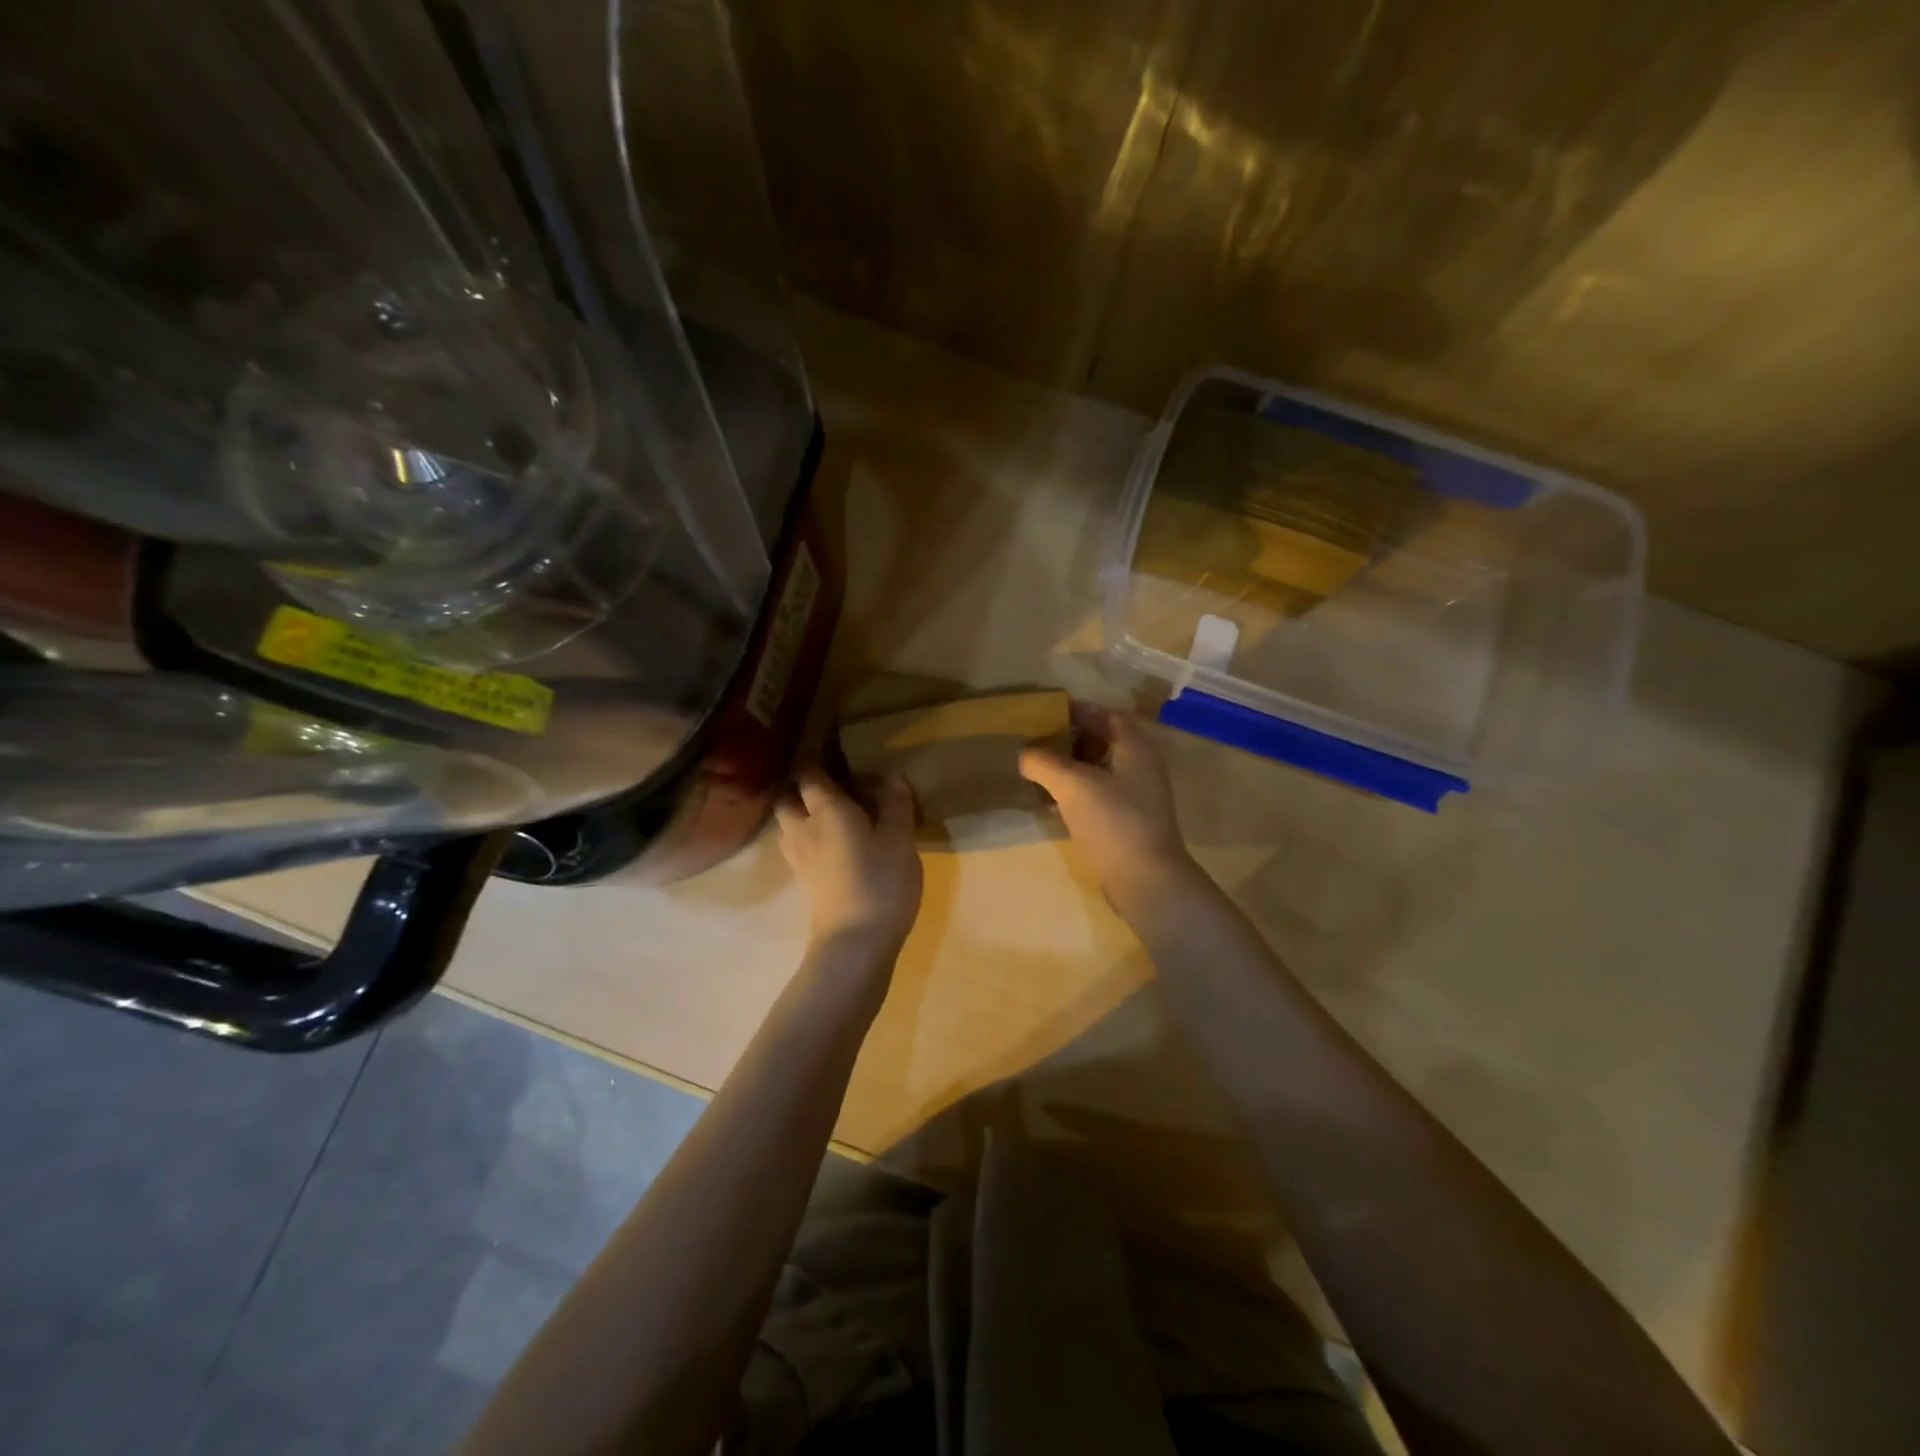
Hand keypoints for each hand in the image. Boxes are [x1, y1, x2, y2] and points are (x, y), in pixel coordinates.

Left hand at [777, 768, 923, 955]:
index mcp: (826, 810)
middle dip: (801, 789)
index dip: (816, 760)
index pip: (809, 774)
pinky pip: (797, 848)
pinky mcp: (804, 882)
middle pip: (787, 799)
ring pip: (788, 825)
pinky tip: (831, 845)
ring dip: (800, 815)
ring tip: (828, 815)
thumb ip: (896, 806)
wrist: (854, 944)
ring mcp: (798, 858)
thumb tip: (893, 777)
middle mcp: (804, 828)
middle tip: (829, 786)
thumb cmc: (880, 882)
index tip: (832, 750)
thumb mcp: (899, 840)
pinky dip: (807, 839)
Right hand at [1019, 702, 1202, 920]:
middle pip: (1104, 740)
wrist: (1146, 880)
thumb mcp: (1072, 785)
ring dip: (1071, 766)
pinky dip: (1077, 790)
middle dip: (1071, 737)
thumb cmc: (1113, 821)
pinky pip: (1099, 793)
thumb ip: (1044, 762)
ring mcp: (1136, 795)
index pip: (1107, 714)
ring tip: (1038, 768)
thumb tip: (1024, 754)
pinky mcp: (1128, 820)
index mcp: (1135, 747)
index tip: (1047, 713)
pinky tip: (1052, 799)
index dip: (1079, 710)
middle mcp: (1140, 766)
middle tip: (1037, 740)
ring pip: (1100, 769)